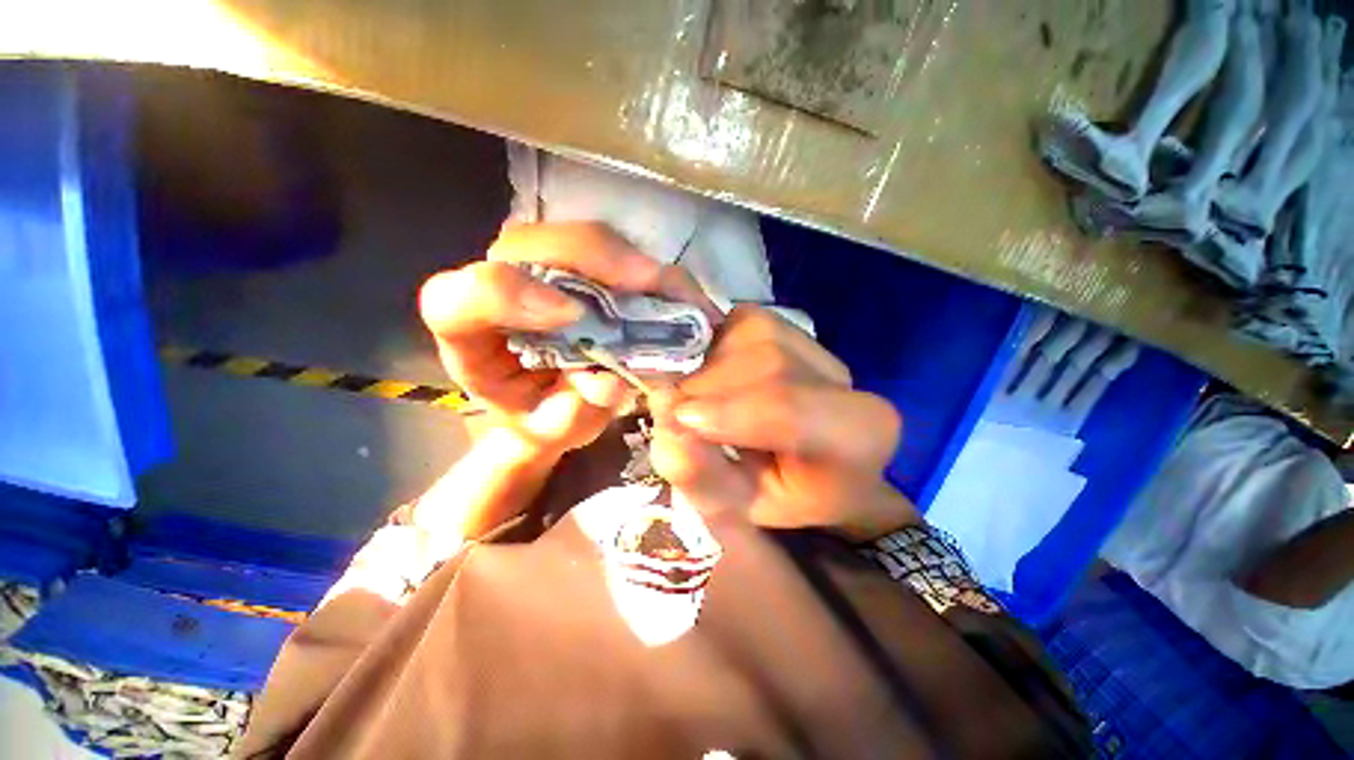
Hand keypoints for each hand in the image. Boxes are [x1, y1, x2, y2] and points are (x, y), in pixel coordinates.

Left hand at [419, 222, 717, 457]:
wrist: (556, 400)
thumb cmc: (543, 415)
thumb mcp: (550, 428)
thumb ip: (571, 412)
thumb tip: (611, 384)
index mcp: (468, 333)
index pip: (460, 299)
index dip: (509, 295)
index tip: (571, 316)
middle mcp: (499, 286)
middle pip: (531, 245)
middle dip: (592, 259)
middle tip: (647, 283)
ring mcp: (542, 269)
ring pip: (579, 239)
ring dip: (628, 260)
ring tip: (670, 289)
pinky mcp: (581, 266)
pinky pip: (613, 251)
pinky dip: (646, 270)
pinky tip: (671, 289)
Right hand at [649, 306, 918, 539]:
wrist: (815, 459)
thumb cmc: (784, 491)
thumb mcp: (743, 506)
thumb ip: (707, 480)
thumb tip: (667, 436)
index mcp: (855, 434)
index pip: (790, 409)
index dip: (728, 411)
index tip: (679, 421)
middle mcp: (841, 376)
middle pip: (761, 365)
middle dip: (704, 391)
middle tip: (681, 421)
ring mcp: (813, 341)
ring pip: (744, 339)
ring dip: (706, 372)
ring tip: (705, 405)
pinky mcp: (786, 324)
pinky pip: (735, 324)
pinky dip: (713, 350)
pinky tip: (718, 379)